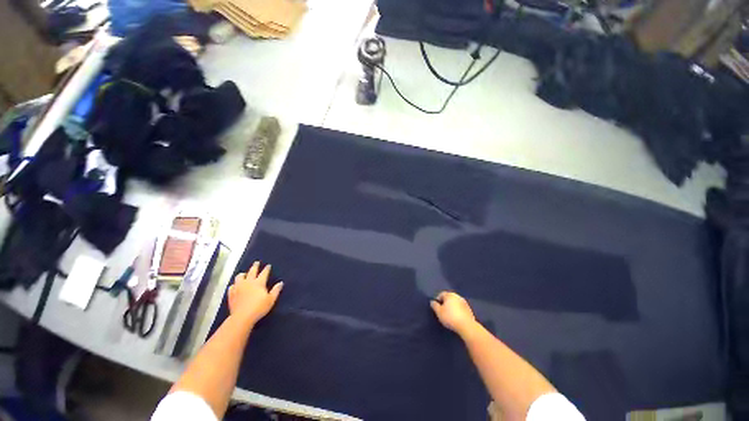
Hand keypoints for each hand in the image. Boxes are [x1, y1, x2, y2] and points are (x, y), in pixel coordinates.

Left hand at [228, 261, 283, 326]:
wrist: (242, 317)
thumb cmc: (259, 308)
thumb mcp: (271, 299)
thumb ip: (276, 290)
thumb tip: (281, 283)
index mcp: (259, 283)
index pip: (264, 273)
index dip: (266, 269)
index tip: (268, 265)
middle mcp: (248, 282)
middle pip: (251, 271)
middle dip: (255, 266)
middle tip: (256, 262)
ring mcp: (238, 287)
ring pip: (239, 277)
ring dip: (243, 274)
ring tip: (244, 274)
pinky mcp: (231, 294)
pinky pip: (232, 286)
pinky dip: (235, 284)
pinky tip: (235, 286)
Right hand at [430, 291, 476, 335]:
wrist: (466, 326)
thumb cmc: (450, 317)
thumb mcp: (439, 312)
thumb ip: (434, 305)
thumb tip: (432, 302)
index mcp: (449, 295)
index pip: (441, 294)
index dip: (438, 300)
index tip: (436, 307)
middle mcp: (457, 296)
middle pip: (449, 298)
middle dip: (445, 302)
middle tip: (442, 310)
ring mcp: (464, 302)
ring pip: (455, 302)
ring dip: (452, 306)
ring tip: (449, 314)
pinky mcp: (469, 309)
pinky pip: (460, 308)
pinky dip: (457, 310)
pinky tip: (456, 317)